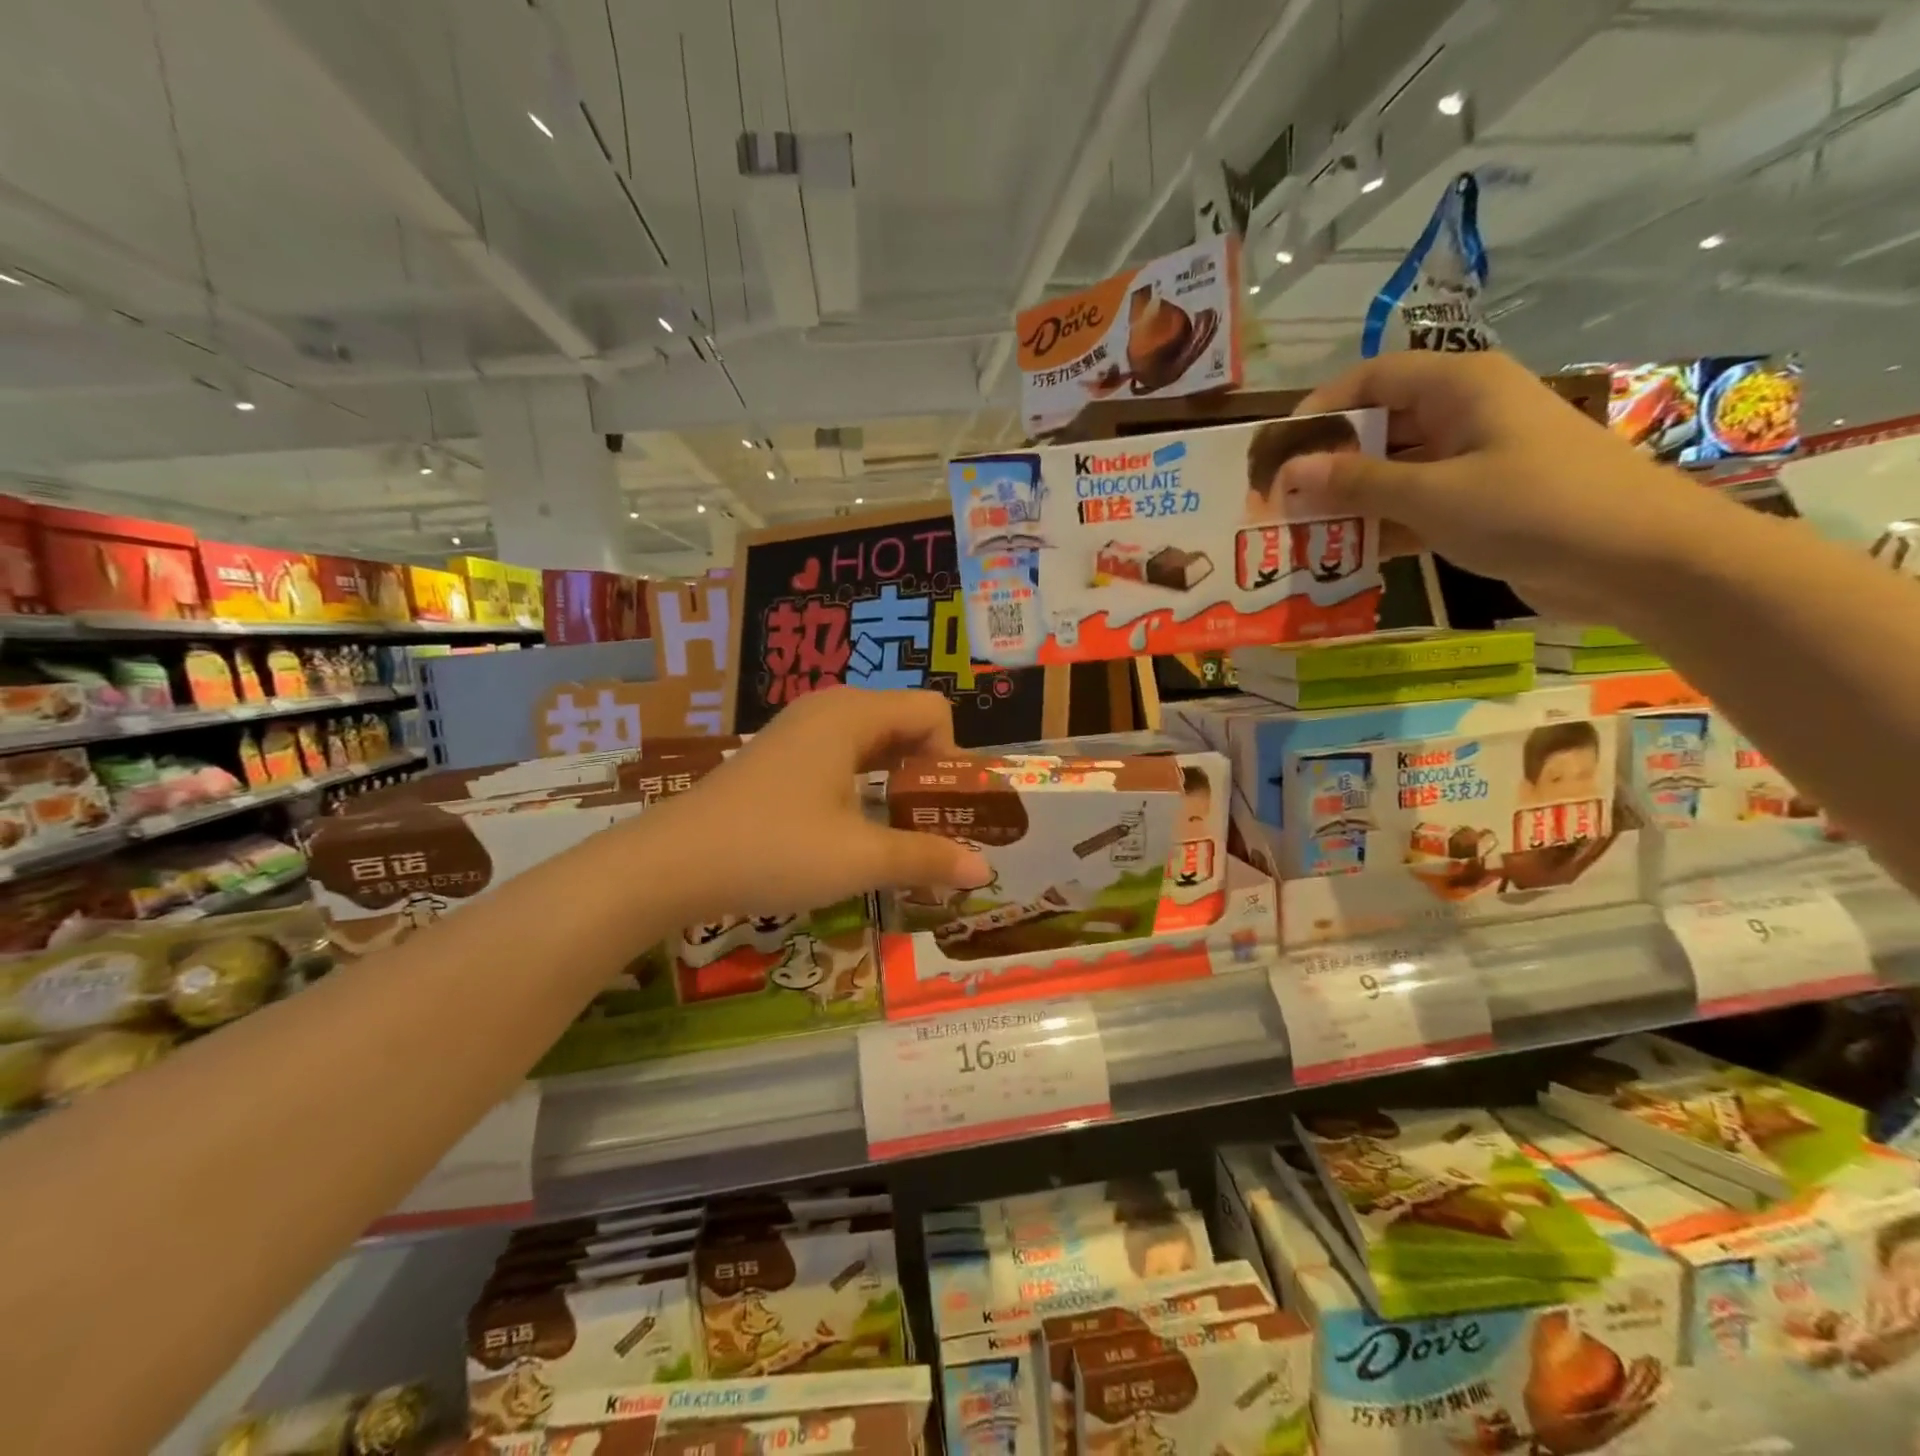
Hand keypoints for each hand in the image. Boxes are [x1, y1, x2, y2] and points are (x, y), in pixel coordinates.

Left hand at [637, 688, 992, 921]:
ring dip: (898, 780)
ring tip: (899, 830)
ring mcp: (799, 731)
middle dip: (929, 771)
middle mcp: (828, 709)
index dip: (953, 759)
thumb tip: (983, 870)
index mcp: (852, 715)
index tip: (946, 811)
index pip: (932, 711)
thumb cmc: (773, 850)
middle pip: (905, 721)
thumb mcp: (859, 859)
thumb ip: (926, 857)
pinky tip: (854, 825)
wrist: (671, 864)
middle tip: (932, 824)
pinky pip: (843, 754)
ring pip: (873, 740)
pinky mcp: (780, 756)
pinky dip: (865, 783)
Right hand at [1278, 351, 1722, 622]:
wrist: (1639, 560)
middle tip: (1279, 500)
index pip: (1372, 378)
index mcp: (1460, 387)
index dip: (1320, 408)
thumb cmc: (1532, 508)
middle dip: (1328, 462)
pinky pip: (1415, 505)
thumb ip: (1356, 482)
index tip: (1276, 450)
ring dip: (1350, 501)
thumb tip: (1289, 471)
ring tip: (1299, 532)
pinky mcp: (1482, 503)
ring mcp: (1475, 460)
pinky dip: (1381, 527)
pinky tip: (1344, 555)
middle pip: (1380, 426)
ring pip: (1394, 471)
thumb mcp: (1432, 495)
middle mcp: (1465, 414)